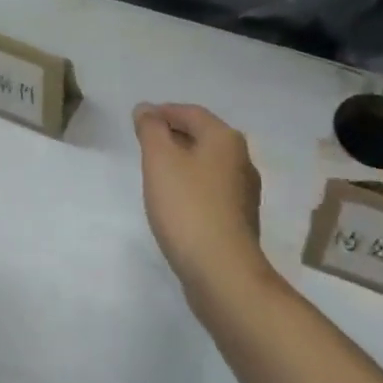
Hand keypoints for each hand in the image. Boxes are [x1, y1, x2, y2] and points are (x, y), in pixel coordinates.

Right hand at [132, 104, 269, 303]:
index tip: (139, 122)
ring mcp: (243, 192)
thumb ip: (150, 130)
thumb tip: (146, 109)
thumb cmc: (188, 207)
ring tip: (155, 174)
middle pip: (202, 136)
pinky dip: (191, 187)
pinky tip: (175, 204)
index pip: (190, 112)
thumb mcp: (160, 160)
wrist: (223, 273)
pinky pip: (210, 191)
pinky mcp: (239, 220)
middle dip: (172, 136)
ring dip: (182, 163)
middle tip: (144, 146)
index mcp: (225, 139)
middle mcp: (241, 159)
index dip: (163, 112)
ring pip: (207, 165)